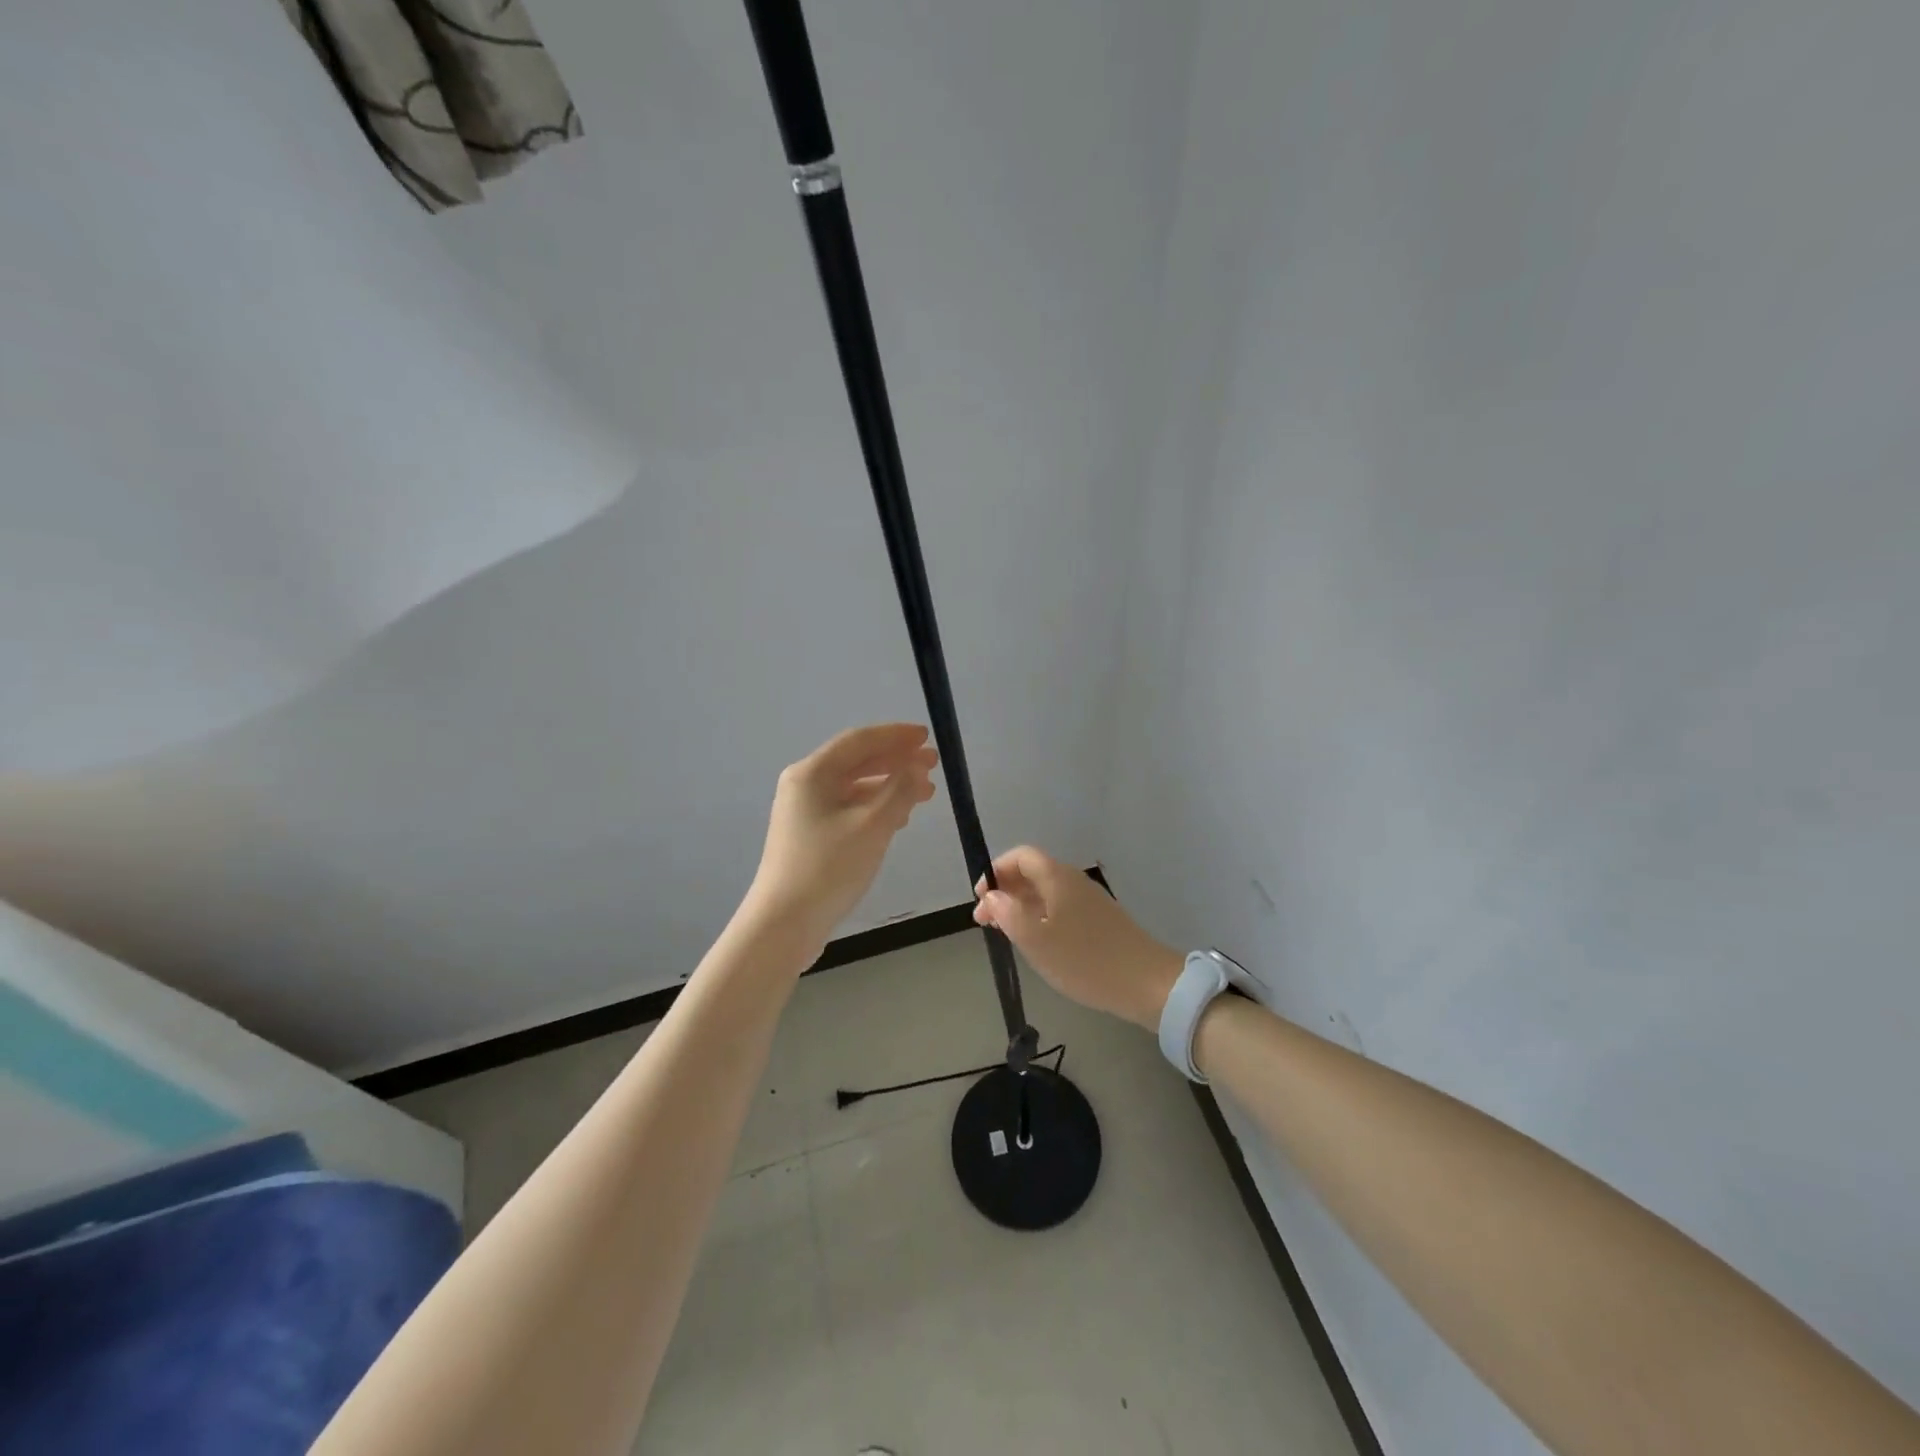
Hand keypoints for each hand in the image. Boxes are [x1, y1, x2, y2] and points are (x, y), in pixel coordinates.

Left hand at [742, 723, 938, 956]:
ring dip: (889, 785)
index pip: (860, 740)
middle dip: (896, 761)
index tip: (927, 738)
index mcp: (812, 773)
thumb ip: (900, 790)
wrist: (784, 923)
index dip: (896, 736)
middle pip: (857, 761)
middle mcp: (805, 784)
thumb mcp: (873, 825)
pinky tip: (898, 818)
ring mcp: (805, 811)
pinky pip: (848, 807)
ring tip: (924, 794)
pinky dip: (875, 806)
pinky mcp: (810, 835)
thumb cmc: (828, 867)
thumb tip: (917, 767)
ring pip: (854, 786)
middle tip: (932, 766)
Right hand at [973, 846, 1184, 1030]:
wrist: (1147, 984)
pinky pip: (1060, 908)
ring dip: (1021, 906)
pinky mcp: (1099, 920)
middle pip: (1032, 873)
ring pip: (1046, 892)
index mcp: (1057, 877)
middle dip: (1005, 891)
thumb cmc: (1086, 960)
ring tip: (1005, 932)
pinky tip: (1036, 942)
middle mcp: (1073, 881)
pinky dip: (1040, 917)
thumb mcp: (1037, 941)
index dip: (997, 871)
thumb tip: (991, 896)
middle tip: (984, 921)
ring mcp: (1089, 900)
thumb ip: (1008, 915)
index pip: (1021, 856)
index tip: (980, 898)